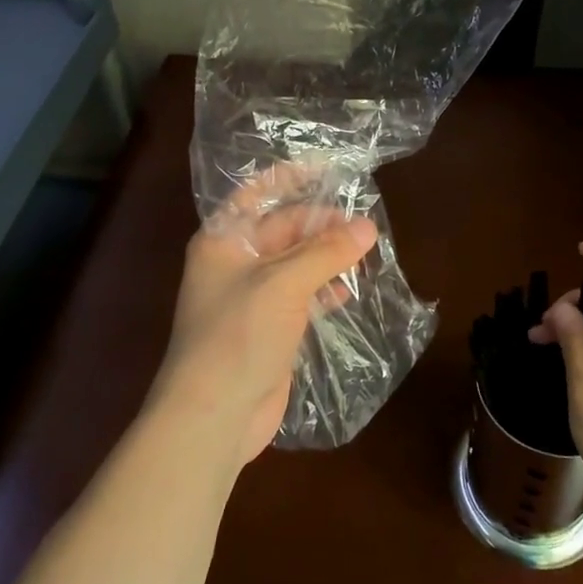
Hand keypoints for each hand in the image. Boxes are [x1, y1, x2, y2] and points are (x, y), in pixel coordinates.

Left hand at [148, 173, 377, 470]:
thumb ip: (326, 252)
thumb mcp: (283, 284)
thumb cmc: (238, 335)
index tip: (328, 168)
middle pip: (282, 229)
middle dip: (321, 225)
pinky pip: (301, 296)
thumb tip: (368, 225)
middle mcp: (235, 263)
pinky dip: (324, 290)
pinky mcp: (268, 328)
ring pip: (296, 264)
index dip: (288, 177)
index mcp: (223, 241)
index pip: (256, 194)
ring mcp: (252, 298)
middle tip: (365, 225)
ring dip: (327, 258)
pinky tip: (350, 290)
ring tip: (366, 253)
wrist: (214, 415)